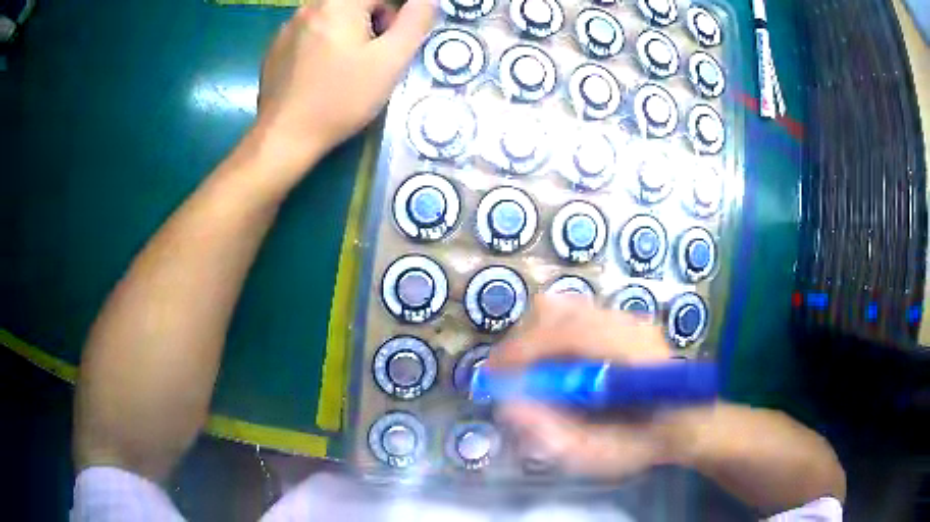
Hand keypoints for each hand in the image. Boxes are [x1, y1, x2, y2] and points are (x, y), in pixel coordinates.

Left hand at [252, 0, 435, 174]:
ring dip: (348, 31)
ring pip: (332, 15)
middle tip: (371, 57)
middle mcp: (309, 7)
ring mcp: (288, 26)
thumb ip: (415, 21)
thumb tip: (427, 0)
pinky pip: (310, 31)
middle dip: (372, 21)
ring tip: (345, 67)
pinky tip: (321, 72)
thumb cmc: (341, 99)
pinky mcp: (276, 46)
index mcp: (338, 4)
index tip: (391, 41)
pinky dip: (323, 42)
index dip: (393, 16)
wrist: (285, 136)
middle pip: (355, 3)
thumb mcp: (390, 61)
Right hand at [490, 295, 694, 478]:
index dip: (522, 350)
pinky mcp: (622, 321)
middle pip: (557, 310)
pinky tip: (556, 367)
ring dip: (535, 339)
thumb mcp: (597, 456)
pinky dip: (551, 338)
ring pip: (563, 309)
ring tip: (529, 374)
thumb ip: (553, 435)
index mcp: (630, 355)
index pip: (566, 332)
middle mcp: (629, 325)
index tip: (492, 377)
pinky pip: (574, 316)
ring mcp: (627, 318)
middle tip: (509, 380)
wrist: (685, 424)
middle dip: (523, 343)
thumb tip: (509, 405)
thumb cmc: (643, 444)